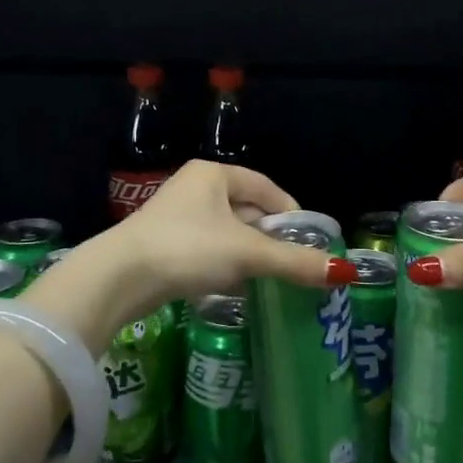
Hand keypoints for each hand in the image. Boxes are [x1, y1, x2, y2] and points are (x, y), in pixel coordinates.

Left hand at [25, 161, 351, 351]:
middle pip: (247, 210)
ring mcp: (177, 216)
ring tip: (268, 280)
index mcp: (215, 175)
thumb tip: (344, 272)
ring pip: (227, 233)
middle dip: (270, 238)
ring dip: (247, 255)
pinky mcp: (164, 244)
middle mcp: (195, 188)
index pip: (267, 188)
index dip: (291, 213)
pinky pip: (207, 250)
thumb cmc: (187, 249)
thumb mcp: (246, 254)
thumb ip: (294, 261)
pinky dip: (224, 266)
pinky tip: (234, 288)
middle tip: (293, 265)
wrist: (118, 278)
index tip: (310, 241)